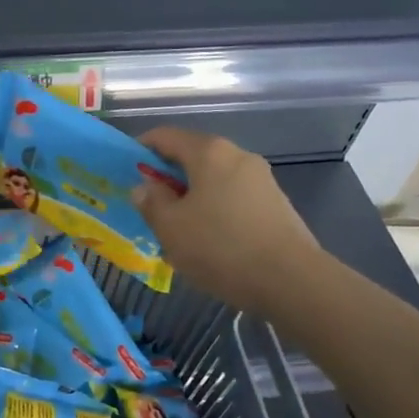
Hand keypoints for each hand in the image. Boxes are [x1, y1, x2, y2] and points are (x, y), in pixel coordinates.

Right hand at [133, 127, 323, 313]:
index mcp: (209, 152)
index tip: (126, 171)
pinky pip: (234, 197)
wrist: (292, 281)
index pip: (165, 136)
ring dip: (192, 196)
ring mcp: (262, 179)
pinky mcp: (276, 204)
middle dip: (168, 177)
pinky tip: (210, 241)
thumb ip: (151, 202)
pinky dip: (215, 209)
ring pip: (214, 179)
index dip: (141, 149)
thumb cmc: (221, 247)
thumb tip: (145, 187)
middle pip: (193, 156)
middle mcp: (237, 155)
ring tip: (179, 229)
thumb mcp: (171, 228)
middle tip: (150, 206)